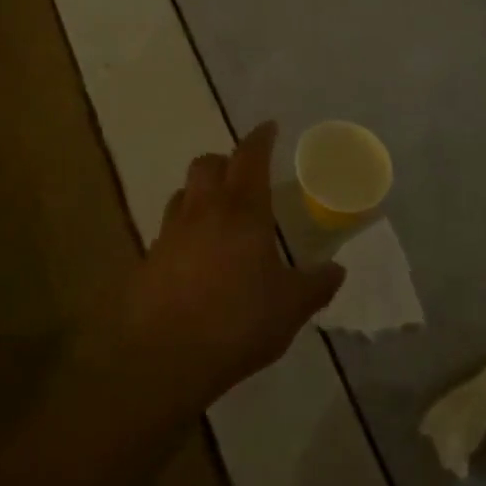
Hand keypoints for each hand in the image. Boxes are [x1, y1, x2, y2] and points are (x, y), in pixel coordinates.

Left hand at [102, 122, 343, 413]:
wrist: (164, 357)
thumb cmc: (238, 322)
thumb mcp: (290, 307)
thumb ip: (316, 285)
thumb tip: (337, 270)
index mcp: (243, 211)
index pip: (250, 157)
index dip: (260, 138)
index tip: (269, 127)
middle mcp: (203, 211)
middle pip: (207, 164)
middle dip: (225, 161)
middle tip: (243, 176)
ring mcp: (170, 234)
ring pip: (183, 194)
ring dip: (200, 194)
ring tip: (217, 215)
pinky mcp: (147, 260)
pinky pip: (167, 231)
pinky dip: (183, 231)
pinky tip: (194, 258)